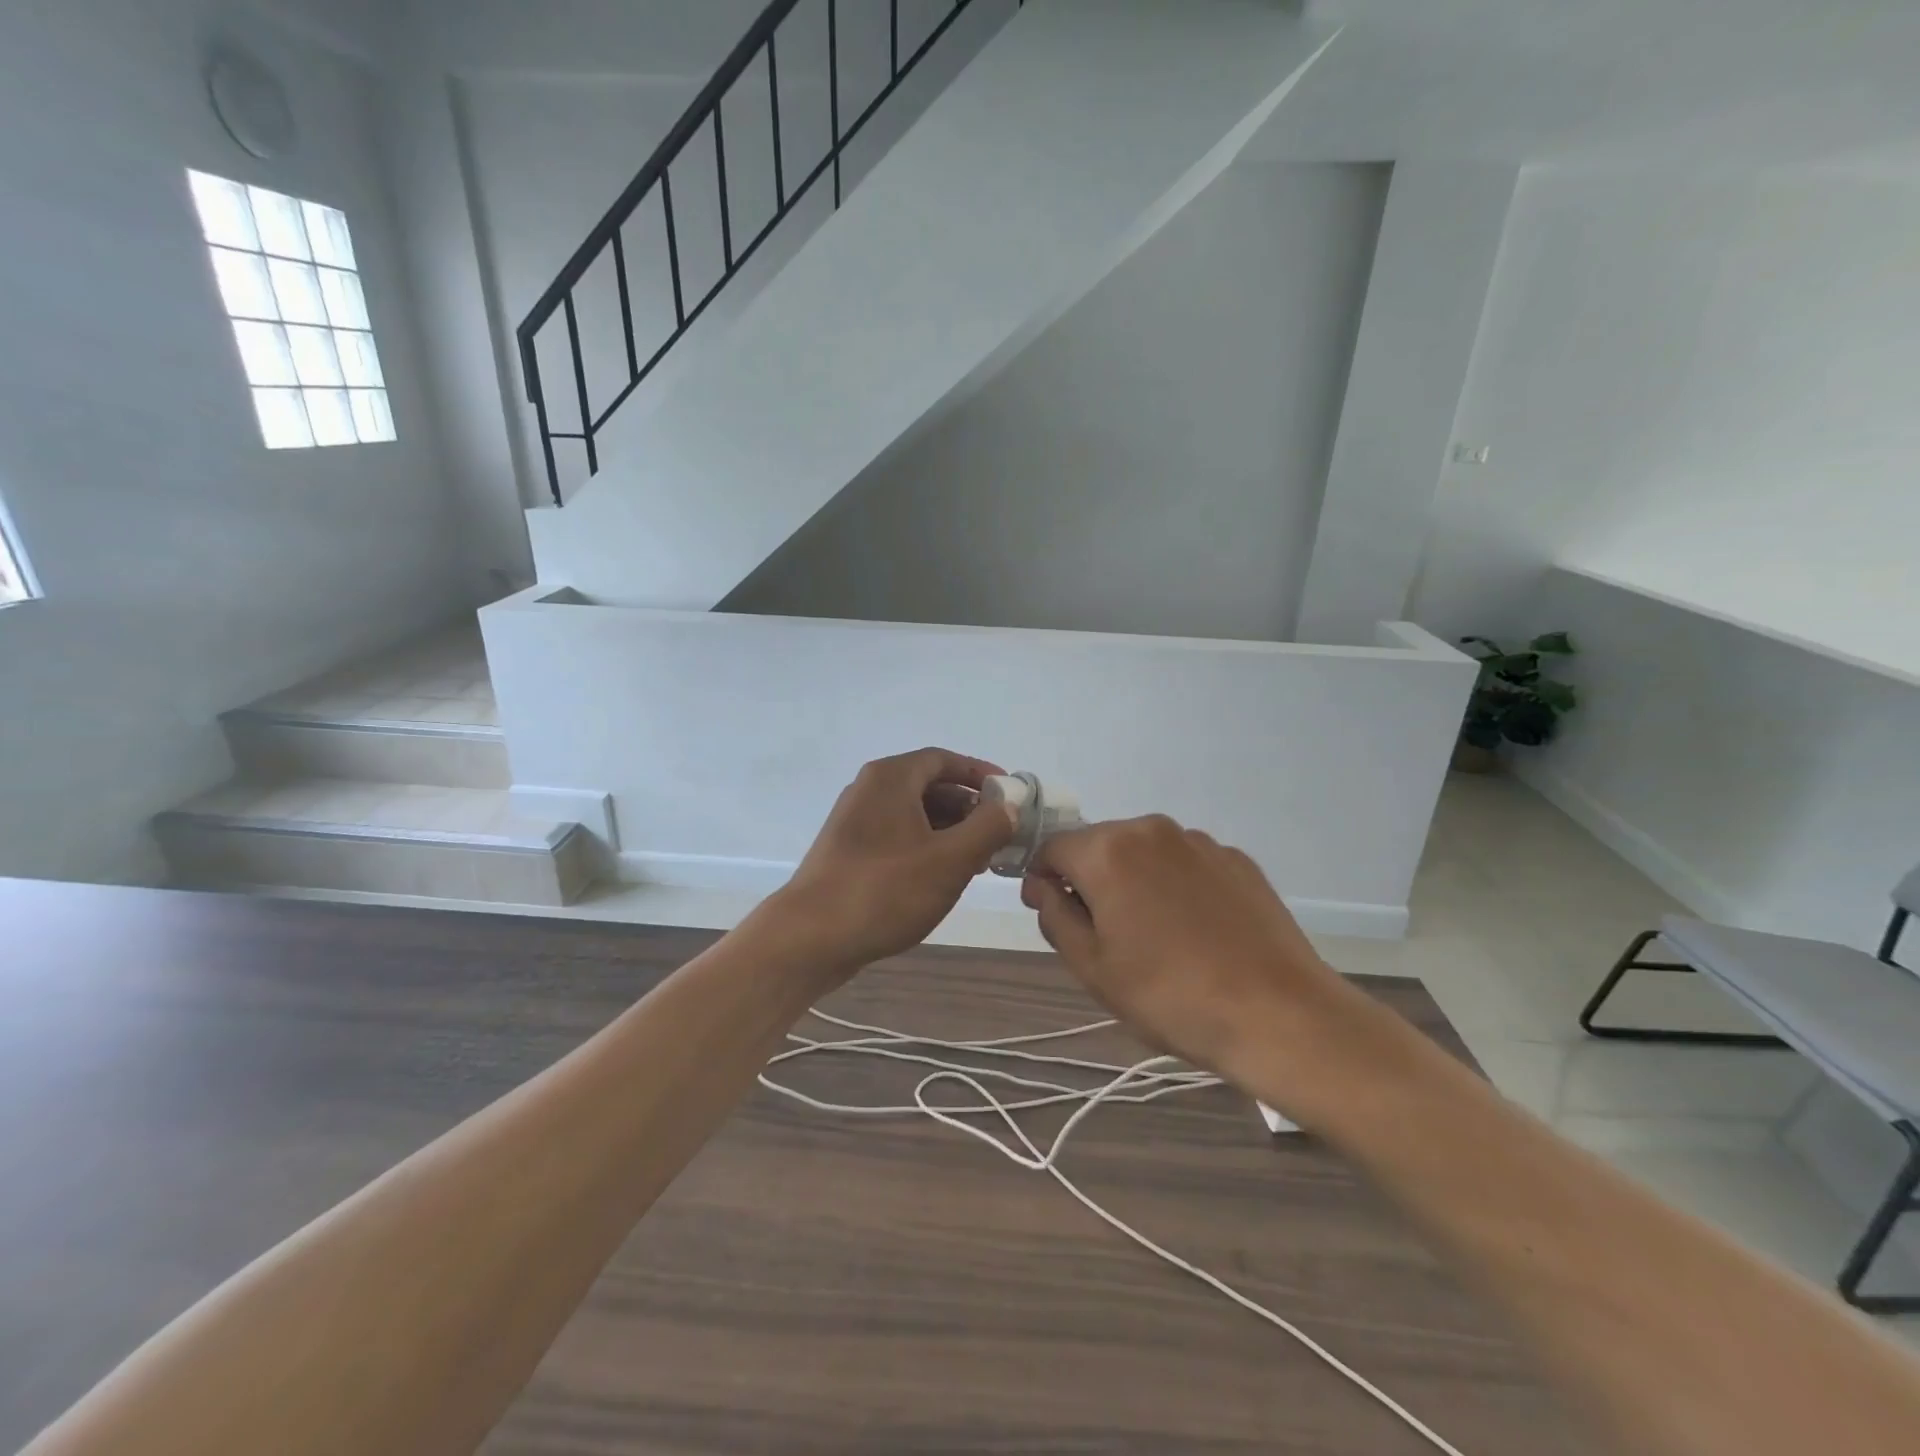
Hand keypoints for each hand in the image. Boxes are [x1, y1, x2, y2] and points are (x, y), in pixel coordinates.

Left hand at [775, 748, 1018, 972]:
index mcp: (891, 778)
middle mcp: (869, 789)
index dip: (979, 774)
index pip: (944, 760)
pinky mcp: (848, 851)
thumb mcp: (950, 859)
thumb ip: (987, 827)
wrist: (810, 937)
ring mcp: (854, 821)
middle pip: (929, 785)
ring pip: (913, 814)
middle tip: (999, 834)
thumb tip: (1008, 805)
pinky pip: (897, 835)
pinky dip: (925, 846)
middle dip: (968, 807)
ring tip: (978, 861)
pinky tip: (942, 877)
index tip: (1009, 794)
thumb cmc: (885, 890)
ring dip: (949, 830)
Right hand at [1024, 816, 1381, 1105]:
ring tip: (1157, 938)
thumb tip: (1044, 886)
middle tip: (1106, 937)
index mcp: (1108, 850)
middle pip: (1099, 845)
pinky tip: (1196, 932)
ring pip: (1144, 853)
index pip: (1052, 847)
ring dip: (1134, 881)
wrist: (1279, 1015)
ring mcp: (1200, 841)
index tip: (1054, 916)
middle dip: (1090, 880)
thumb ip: (1055, 916)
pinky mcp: (1238, 859)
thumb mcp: (1092, 968)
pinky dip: (1176, 886)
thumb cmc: (1170, 995)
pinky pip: (1186, 864)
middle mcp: (1152, 829)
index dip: (1043, 880)